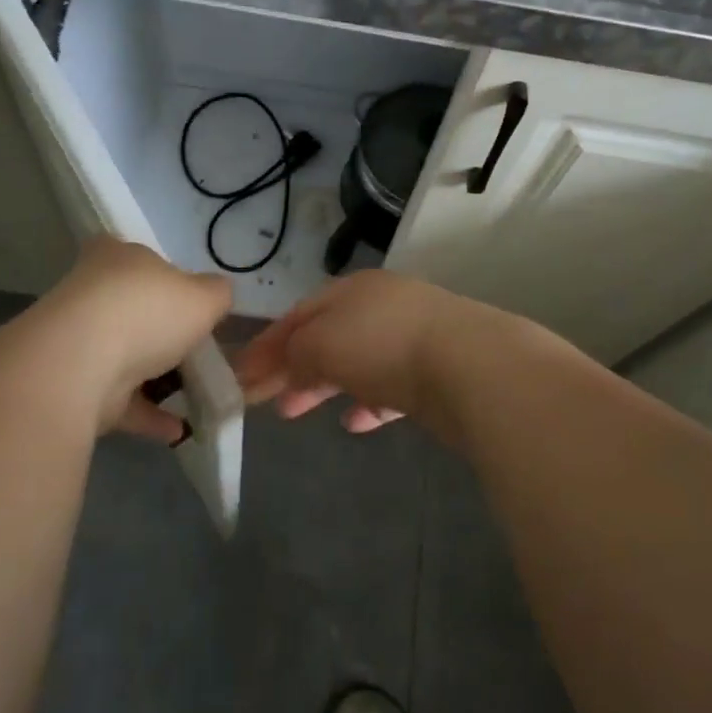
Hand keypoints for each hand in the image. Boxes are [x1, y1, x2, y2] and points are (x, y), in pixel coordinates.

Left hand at [39, 238, 231, 440]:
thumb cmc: (147, 312)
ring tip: (195, 393)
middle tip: (196, 347)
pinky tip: (180, 429)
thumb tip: (218, 293)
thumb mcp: (205, 296)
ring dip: (156, 376)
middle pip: (131, 308)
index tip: (187, 298)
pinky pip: (120, 399)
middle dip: (161, 329)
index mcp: (116, 257)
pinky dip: (148, 414)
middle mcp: (90, 292)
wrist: (79, 366)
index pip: (137, 257)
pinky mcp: (73, 387)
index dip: (164, 275)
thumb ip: (217, 294)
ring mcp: (77, 342)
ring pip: (125, 356)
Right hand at [235, 270, 497, 440]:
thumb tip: (285, 365)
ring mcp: (414, 336)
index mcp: (353, 290)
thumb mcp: (322, 343)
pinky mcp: (437, 371)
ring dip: (326, 385)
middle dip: (293, 366)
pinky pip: (391, 387)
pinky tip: (356, 422)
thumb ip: (295, 353)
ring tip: (298, 410)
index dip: (267, 344)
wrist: (471, 366)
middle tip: (266, 399)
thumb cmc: (383, 345)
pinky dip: (368, 402)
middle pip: (327, 336)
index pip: (299, 314)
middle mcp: (383, 306)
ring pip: (358, 361)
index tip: (241, 377)